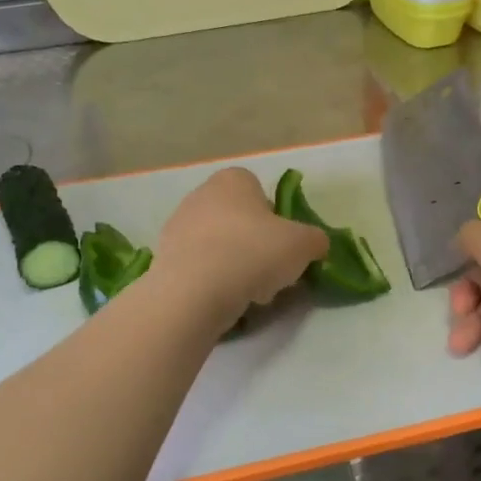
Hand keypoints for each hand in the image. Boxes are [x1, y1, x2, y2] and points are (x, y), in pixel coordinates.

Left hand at [152, 168, 326, 328]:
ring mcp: (177, 226)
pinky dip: (213, 280)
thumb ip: (315, 240)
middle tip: (270, 271)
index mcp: (233, 180)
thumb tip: (315, 244)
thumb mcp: (303, 244)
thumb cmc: (253, 253)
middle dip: (255, 244)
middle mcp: (200, 194)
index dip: (276, 218)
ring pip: (219, 245)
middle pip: (239, 220)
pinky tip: (224, 299)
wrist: (195, 291)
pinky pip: (200, 266)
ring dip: (236, 265)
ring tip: (249, 292)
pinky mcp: (164, 258)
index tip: (283, 245)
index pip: (259, 191)